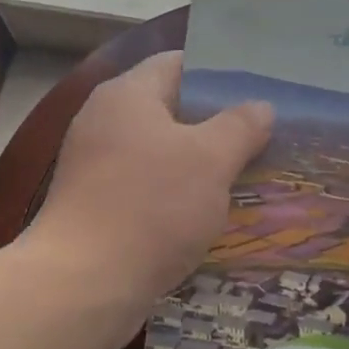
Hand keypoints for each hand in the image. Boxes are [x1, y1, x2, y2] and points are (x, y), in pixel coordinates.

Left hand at [30, 51, 271, 347]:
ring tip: (249, 174)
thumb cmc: (151, 207)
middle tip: (264, 135)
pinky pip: (148, 187)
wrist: (83, 285)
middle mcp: (105, 121)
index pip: (179, 63)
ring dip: (202, 163)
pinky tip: (212, 213)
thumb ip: (240, 126)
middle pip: (171, 109)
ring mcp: (96, 166)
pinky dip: (179, 194)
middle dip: (218, 123)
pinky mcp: (97, 206)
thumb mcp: (210, 160)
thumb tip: (260, 106)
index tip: (260, 91)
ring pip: (162, 153)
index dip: (221, 73)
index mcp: (127, 95)